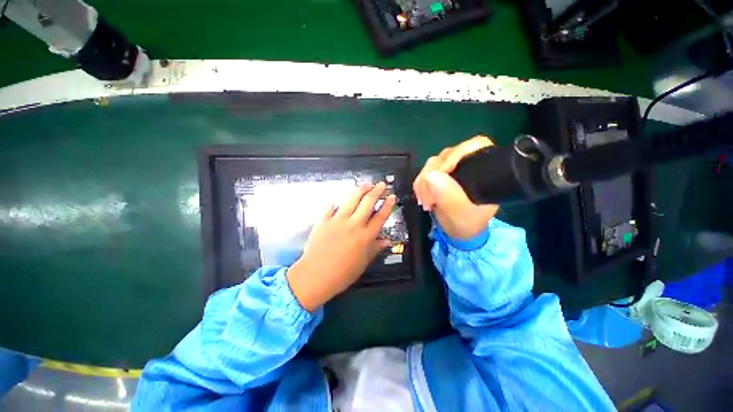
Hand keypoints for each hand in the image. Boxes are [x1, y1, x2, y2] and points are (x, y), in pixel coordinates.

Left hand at [287, 183, 394, 311]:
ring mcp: (338, 220)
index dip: (388, 205)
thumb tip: (386, 240)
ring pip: (352, 200)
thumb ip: (374, 249)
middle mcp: (354, 224)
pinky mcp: (323, 220)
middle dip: (376, 191)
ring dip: (360, 189)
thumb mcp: (363, 264)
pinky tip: (338, 195)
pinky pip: (330, 206)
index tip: (392, 196)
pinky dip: (334, 200)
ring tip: (366, 184)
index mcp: (365, 236)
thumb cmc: (342, 274)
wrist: (316, 276)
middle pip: (368, 203)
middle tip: (381, 184)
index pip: (380, 217)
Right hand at [413, 136, 499, 239]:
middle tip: (428, 199)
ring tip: (425, 202)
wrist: (458, 230)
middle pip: (446, 156)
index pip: (472, 146)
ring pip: (432, 164)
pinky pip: (425, 172)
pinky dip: (420, 184)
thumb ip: (449, 196)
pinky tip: (421, 197)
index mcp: (485, 168)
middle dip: (432, 176)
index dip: (454, 157)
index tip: (439, 176)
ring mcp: (452, 168)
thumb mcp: (461, 213)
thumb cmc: (467, 223)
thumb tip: (431, 175)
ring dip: (423, 183)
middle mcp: (468, 163)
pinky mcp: (440, 174)